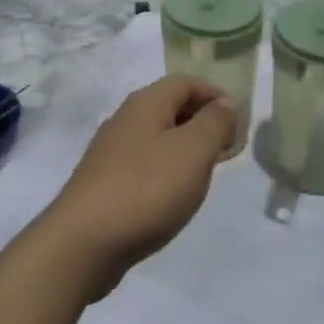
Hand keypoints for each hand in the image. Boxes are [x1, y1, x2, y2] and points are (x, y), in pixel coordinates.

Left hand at [40, 76, 236, 300]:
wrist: (83, 241)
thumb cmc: (146, 189)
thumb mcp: (193, 151)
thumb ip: (214, 123)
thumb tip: (225, 103)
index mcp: (146, 103)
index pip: (186, 81)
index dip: (215, 94)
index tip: (239, 121)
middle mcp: (125, 118)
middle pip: (170, 105)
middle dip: (201, 121)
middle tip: (227, 148)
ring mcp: (110, 150)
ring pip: (156, 136)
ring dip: (184, 147)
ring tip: (205, 173)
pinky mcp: (104, 181)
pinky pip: (143, 163)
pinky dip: (165, 169)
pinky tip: (173, 196)